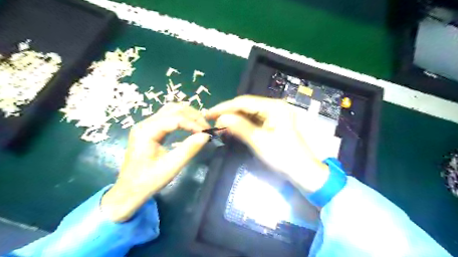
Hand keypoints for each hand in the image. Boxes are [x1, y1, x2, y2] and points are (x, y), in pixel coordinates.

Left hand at [100, 103, 209, 221]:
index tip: (206, 132)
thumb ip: (189, 149)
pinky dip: (182, 119)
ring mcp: (146, 125)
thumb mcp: (171, 166)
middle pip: (173, 109)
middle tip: (206, 127)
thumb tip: (206, 135)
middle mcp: (145, 123)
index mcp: (146, 131)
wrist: (129, 191)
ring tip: (200, 125)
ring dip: (188, 115)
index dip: (193, 123)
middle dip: (192, 115)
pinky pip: (168, 118)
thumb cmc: (148, 180)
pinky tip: (190, 126)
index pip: (175, 118)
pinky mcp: (150, 130)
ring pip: (171, 110)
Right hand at [205, 95, 328, 193]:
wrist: (302, 170)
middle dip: (229, 112)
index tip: (209, 113)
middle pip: (246, 105)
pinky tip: (232, 127)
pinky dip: (243, 123)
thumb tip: (220, 118)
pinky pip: (254, 119)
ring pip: (249, 112)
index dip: (224, 107)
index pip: (243, 102)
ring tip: (219, 124)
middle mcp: (274, 105)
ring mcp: (275, 113)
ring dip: (234, 118)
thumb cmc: (282, 156)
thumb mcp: (259, 141)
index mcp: (274, 106)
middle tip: (212, 120)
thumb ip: (239, 127)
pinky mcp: (273, 122)